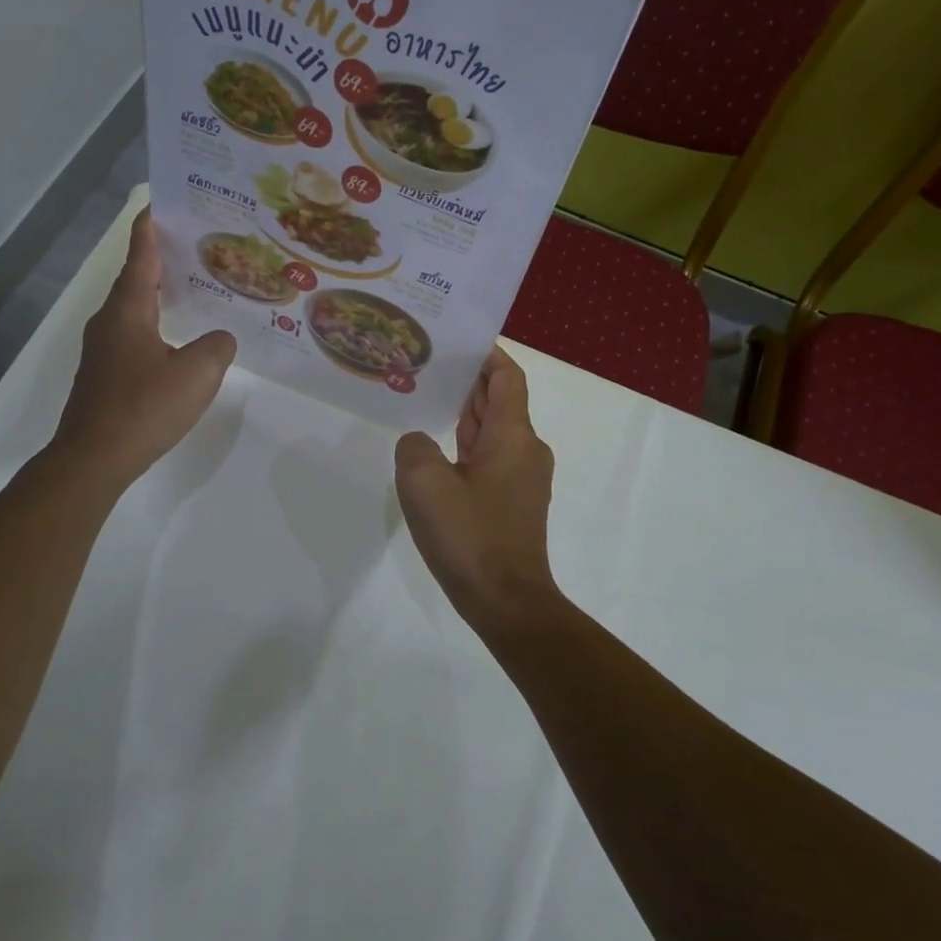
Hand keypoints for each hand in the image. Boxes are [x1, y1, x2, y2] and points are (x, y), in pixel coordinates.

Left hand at [52, 208, 235, 493]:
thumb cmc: (144, 408)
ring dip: (158, 293)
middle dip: (160, 259)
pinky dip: (155, 323)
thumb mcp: (198, 373)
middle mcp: (109, 322)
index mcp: (127, 311)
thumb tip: (220, 338)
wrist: (94, 458)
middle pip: (135, 279)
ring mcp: (103, 350)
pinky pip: (133, 335)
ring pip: (133, 309)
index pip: (139, 256)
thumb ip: (218, 346)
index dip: (150, 229)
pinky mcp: (105, 374)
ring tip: (191, 287)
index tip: (161, 204)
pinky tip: (177, 338)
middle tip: (194, 245)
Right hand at [394, 346, 558, 622]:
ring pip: (493, 431)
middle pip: (499, 400)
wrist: (506, 601)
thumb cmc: (470, 535)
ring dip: (464, 414)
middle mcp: (526, 449)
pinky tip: (435, 451)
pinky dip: (466, 445)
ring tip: (425, 398)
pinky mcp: (512, 503)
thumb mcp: (424, 483)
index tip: (457, 339)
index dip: (486, 354)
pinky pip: (489, 459)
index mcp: (514, 435)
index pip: (506, 376)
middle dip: (467, 381)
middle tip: (427, 363)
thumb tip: (420, 443)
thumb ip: (414, 447)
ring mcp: (522, 478)